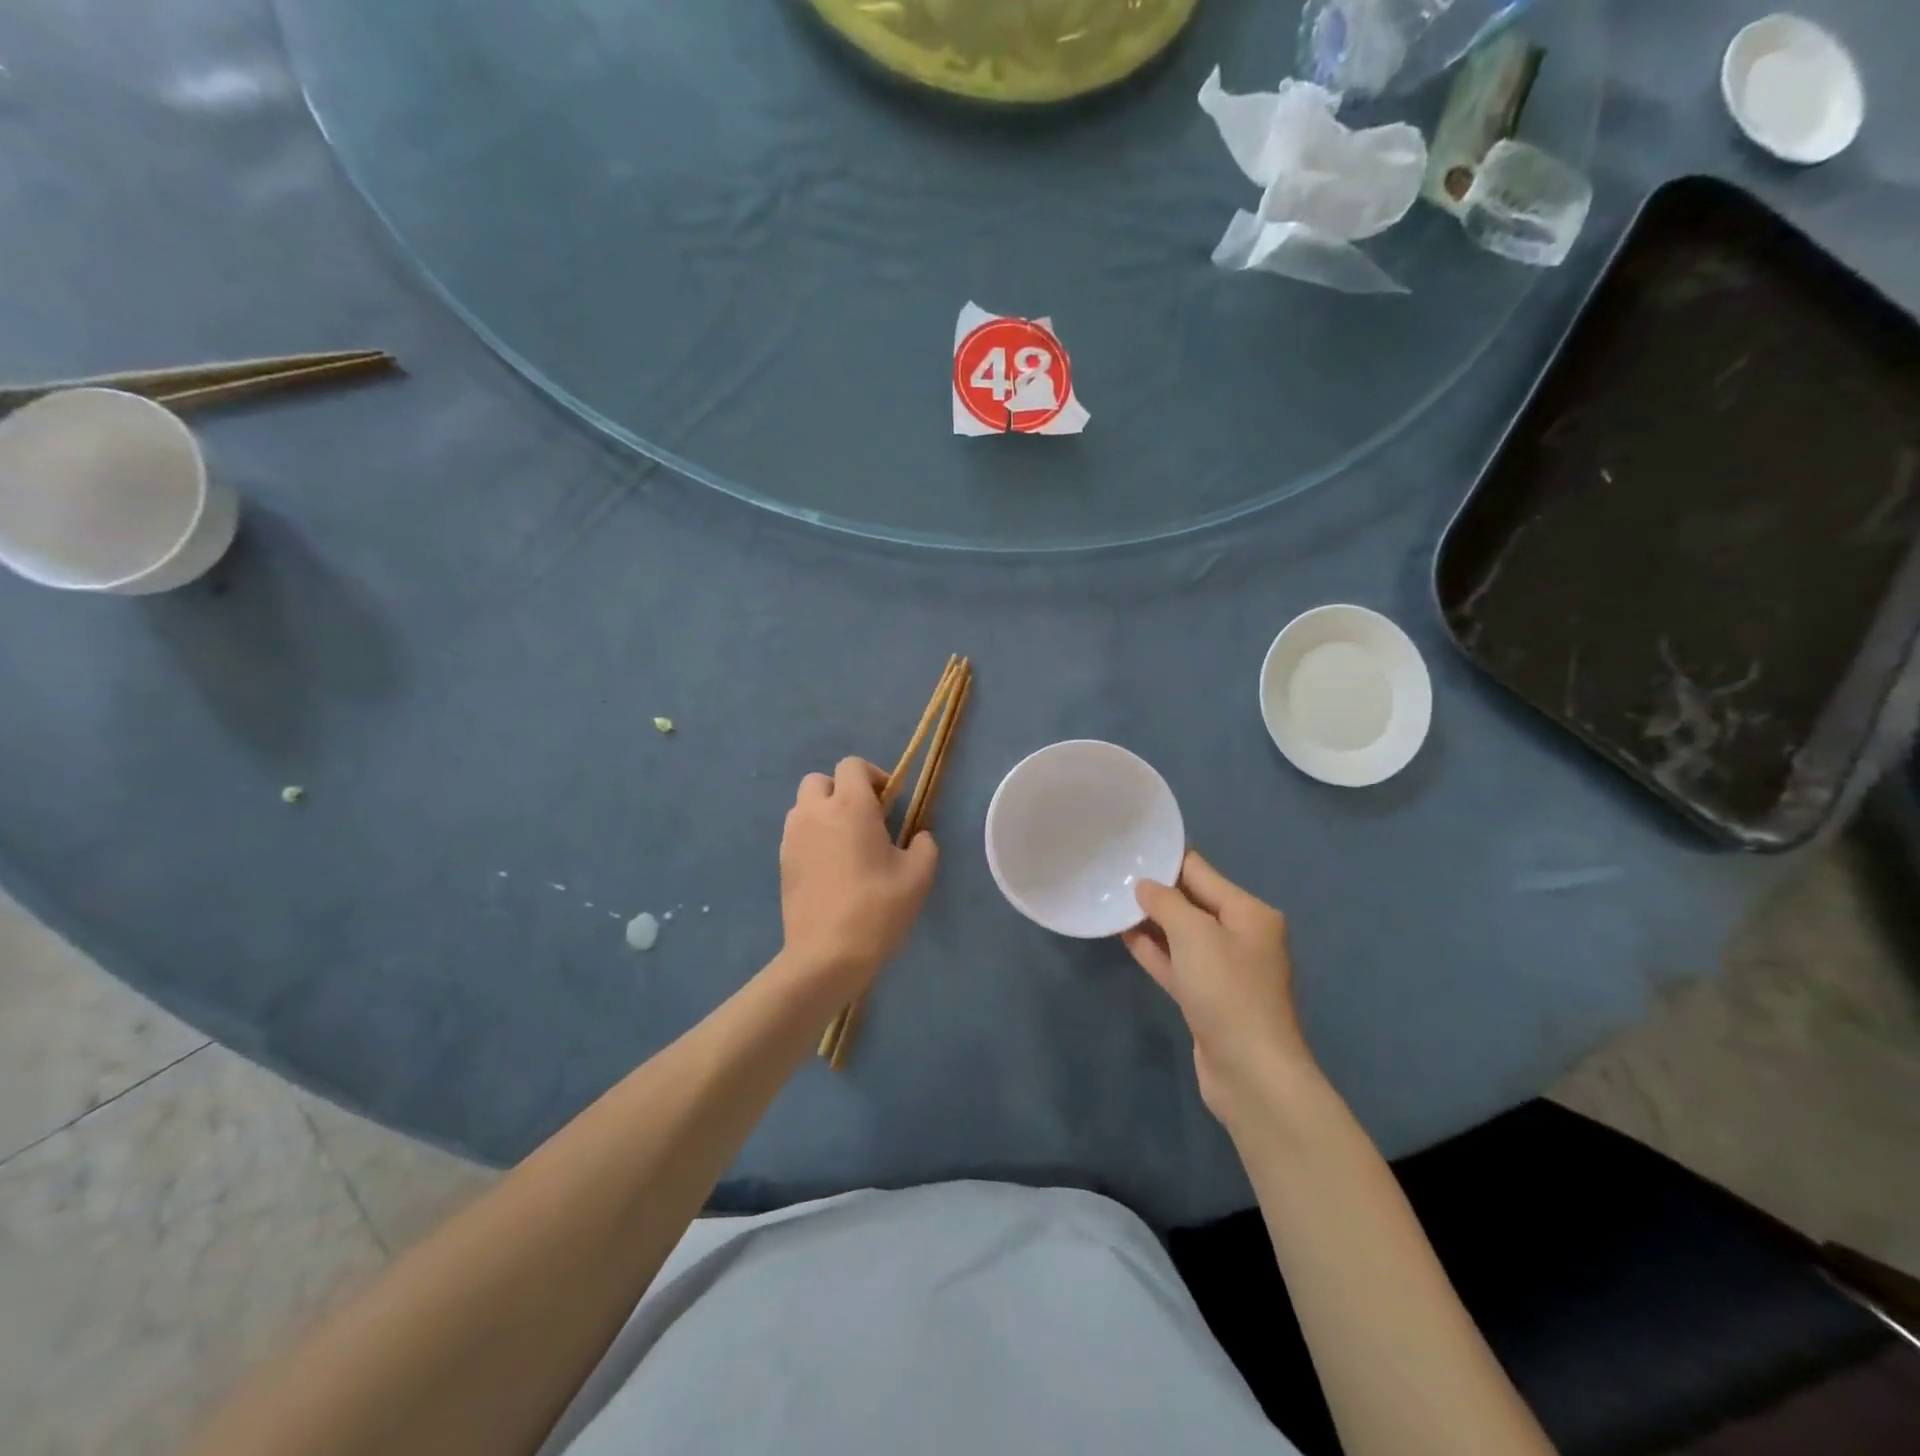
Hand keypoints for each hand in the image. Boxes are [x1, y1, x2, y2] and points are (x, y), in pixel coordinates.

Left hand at [779, 757, 938, 995]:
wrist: (827, 955)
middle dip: (842, 790)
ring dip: (824, 813)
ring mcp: (792, 837)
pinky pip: (797, 833)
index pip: (852, 765)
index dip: (873, 776)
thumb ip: (924, 845)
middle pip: (820, 780)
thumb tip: (917, 836)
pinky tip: (831, 867)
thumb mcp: (919, 876)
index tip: (889, 802)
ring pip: (804, 806)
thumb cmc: (878, 909)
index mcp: (850, 806)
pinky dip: (812, 837)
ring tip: (846, 844)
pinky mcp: (782, 862)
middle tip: (865, 819)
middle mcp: (815, 812)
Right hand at [1123, 849, 1315, 1129]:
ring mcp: (1225, 970)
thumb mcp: (1194, 934)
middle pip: (1192, 902)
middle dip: (1156, 890)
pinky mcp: (1208, 998)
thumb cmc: (1227, 991)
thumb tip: (1145, 886)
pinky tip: (1124, 937)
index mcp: (1249, 913)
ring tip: (1112, 901)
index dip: (1166, 859)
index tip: (1130, 847)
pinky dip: (1154, 950)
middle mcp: (1241, 936)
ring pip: (1182, 934)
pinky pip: (1177, 963)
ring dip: (1150, 921)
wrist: (1251, 1073)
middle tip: (1113, 873)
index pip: (1201, 872)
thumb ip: (1166, 902)